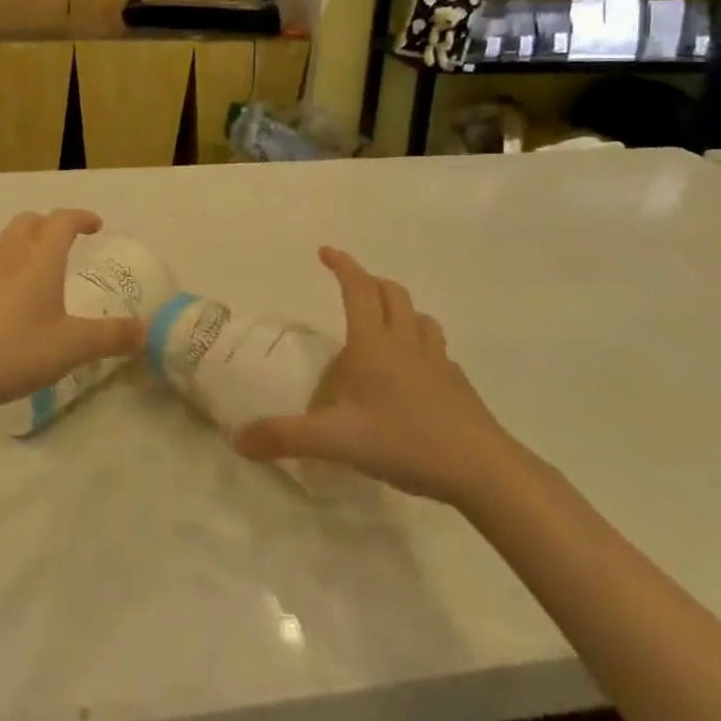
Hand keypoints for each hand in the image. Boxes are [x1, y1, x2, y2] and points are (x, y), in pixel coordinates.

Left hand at [0, 209, 144, 415]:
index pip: (63, 220)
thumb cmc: (18, 352)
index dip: (82, 217)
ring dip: (25, 244)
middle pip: (30, 221)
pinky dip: (4, 268)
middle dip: (51, 225)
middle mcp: (8, 254)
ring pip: (5, 241)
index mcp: (40, 258)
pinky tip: (7, 302)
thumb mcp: (74, 347)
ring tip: (39, 272)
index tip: (96, 226)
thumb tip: (143, 332)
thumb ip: (112, 337)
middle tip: (67, 244)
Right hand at [232, 248, 518, 507]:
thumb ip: (285, 437)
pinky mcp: (457, 384)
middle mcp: (406, 342)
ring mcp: (437, 361)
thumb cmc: (405, 441)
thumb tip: (238, 438)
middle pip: (392, 293)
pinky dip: (419, 343)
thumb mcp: (336, 441)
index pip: (357, 288)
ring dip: (399, 309)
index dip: (342, 265)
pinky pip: (435, 348)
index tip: (326, 251)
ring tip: (383, 323)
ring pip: (418, 318)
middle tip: (351, 287)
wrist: (482, 469)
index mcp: (375, 343)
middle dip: (369, 282)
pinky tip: (413, 372)